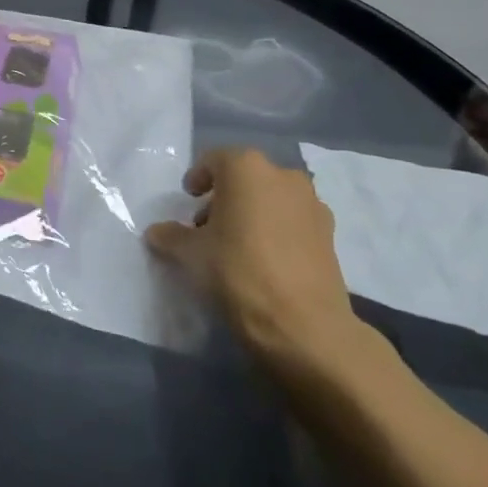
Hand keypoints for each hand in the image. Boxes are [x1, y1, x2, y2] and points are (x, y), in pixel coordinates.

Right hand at [145, 149, 364, 381]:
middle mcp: (283, 175)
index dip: (198, 178)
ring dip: (253, 213)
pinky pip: (293, 222)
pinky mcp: (330, 235)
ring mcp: (312, 204)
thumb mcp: (191, 254)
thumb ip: (171, 236)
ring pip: (272, 198)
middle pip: (246, 178)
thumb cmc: (238, 272)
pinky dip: (276, 231)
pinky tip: (264, 261)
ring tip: (236, 246)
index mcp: (246, 168)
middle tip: (207, 226)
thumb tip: (157, 232)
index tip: (188, 199)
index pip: (215, 160)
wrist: (304, 326)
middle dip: (225, 197)